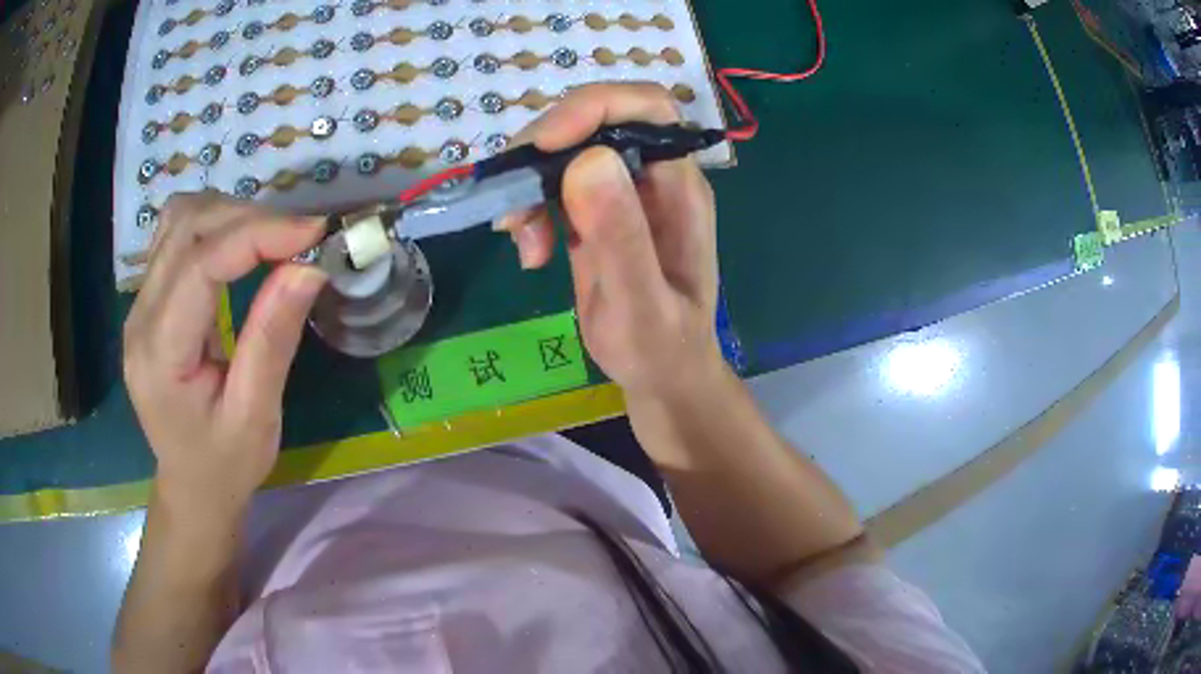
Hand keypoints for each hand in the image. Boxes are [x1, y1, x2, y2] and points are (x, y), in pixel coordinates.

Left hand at [123, 191, 326, 517]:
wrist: (190, 486)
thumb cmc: (224, 465)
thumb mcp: (255, 416)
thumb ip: (273, 339)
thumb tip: (308, 268)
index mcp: (160, 354)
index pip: (200, 264)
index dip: (258, 235)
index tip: (314, 233)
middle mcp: (140, 316)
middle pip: (187, 227)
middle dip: (249, 218)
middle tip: (301, 239)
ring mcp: (139, 303)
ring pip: (179, 218)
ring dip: (230, 213)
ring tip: (272, 239)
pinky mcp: (148, 299)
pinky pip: (176, 233)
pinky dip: (214, 223)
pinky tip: (239, 244)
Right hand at [499, 83, 724, 399]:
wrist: (661, 375)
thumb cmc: (661, 347)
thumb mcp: (641, 304)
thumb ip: (620, 236)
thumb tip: (588, 160)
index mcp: (678, 185)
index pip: (647, 107)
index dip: (595, 106)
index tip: (545, 143)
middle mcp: (651, 177)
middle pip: (595, 121)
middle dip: (545, 150)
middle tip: (514, 203)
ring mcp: (620, 193)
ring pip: (565, 152)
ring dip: (529, 185)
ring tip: (521, 240)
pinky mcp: (593, 212)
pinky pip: (552, 186)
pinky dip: (530, 209)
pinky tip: (530, 252)